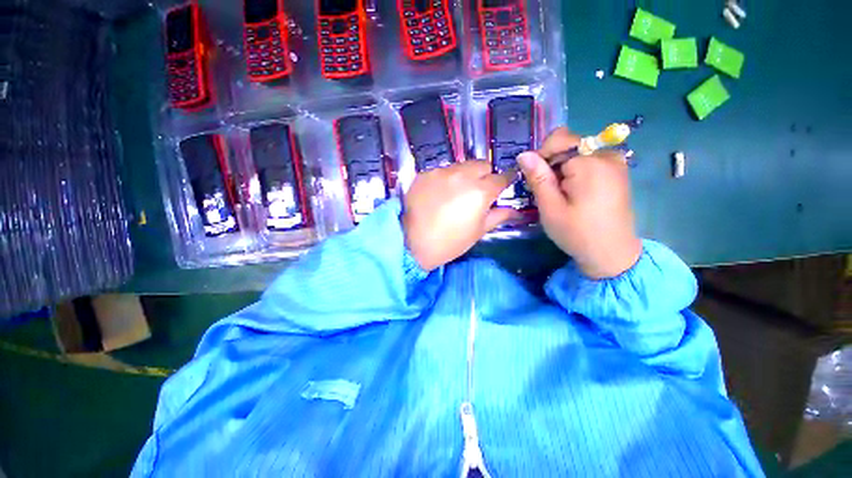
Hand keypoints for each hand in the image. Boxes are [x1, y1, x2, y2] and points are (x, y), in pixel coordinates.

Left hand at [403, 161, 519, 270]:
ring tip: (455, 194)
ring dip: (464, 176)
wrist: (411, 243)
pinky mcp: (424, 174)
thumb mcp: (478, 232)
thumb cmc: (449, 242)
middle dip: (484, 175)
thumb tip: (515, 210)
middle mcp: (462, 176)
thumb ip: (498, 216)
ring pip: (461, 166)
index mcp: (480, 191)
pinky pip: (441, 171)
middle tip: (477, 191)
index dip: (505, 180)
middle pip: (482, 164)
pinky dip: (445, 179)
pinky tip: (437, 195)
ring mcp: (440, 172)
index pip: (501, 177)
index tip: (504, 184)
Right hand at [517, 127, 642, 278]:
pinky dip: (576, 173)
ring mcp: (616, 163)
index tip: (536, 180)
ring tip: (562, 195)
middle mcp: (607, 155)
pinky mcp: (618, 171)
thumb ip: (538, 178)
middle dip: (553, 165)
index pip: (559, 140)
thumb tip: (523, 154)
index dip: (542, 156)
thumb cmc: (577, 233)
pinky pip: (589, 161)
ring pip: (577, 153)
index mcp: (591, 163)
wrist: (611, 253)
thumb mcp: (550, 207)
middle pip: (569, 145)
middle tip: (549, 192)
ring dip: (563, 170)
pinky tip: (575, 194)